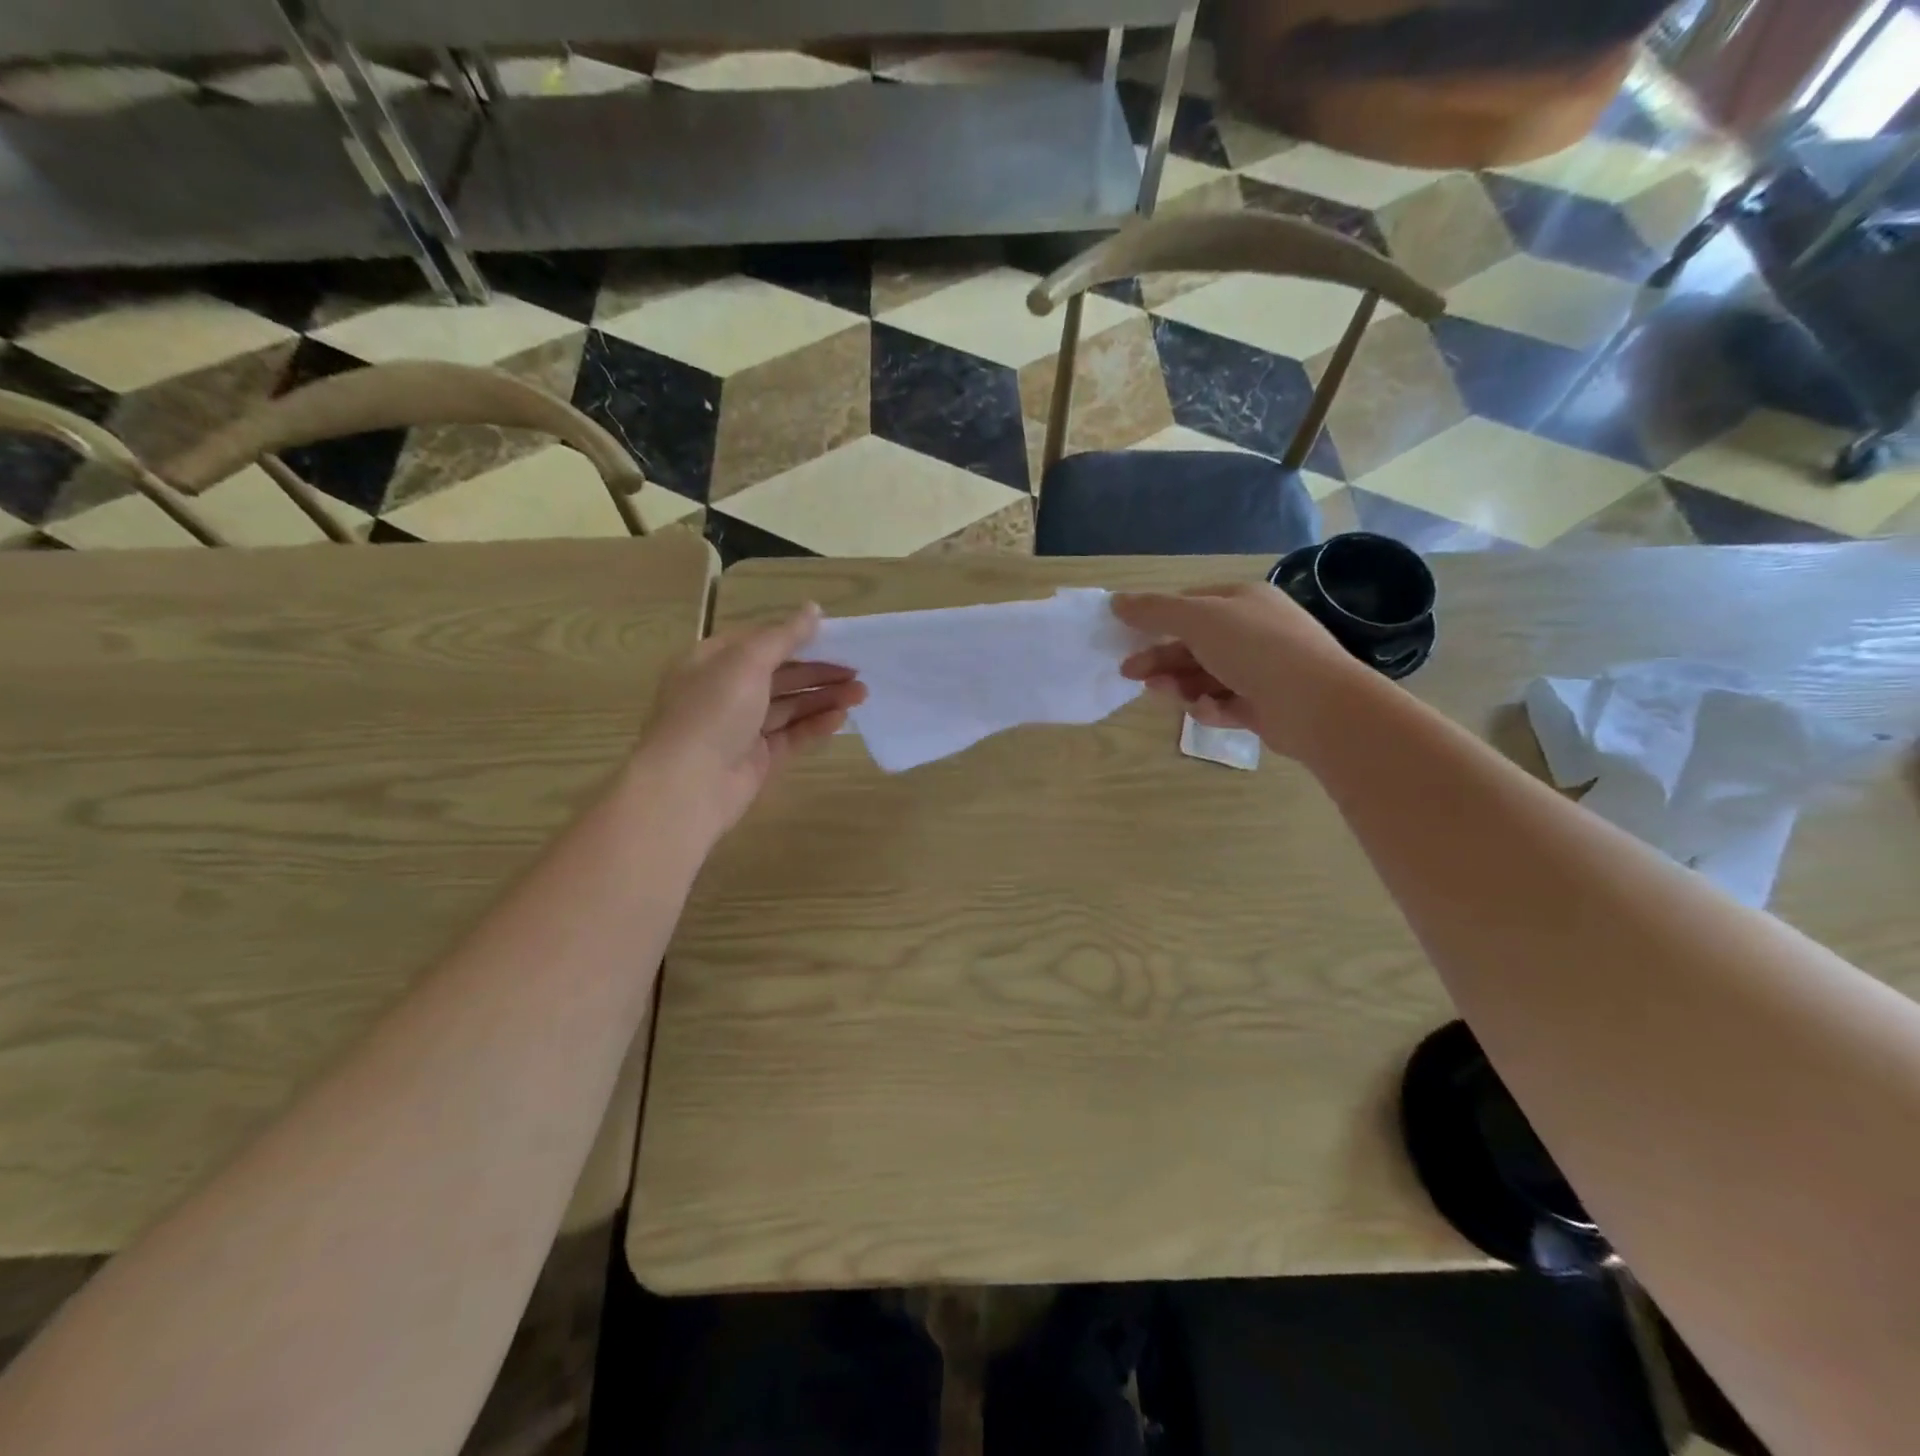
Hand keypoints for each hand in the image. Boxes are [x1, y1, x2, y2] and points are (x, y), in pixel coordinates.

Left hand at [636, 604, 864, 837]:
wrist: (689, 785)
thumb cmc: (713, 710)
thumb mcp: (747, 661)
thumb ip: (784, 636)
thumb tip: (814, 608)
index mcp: (712, 661)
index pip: (760, 641)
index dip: (796, 637)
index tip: (834, 637)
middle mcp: (725, 691)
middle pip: (779, 674)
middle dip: (818, 670)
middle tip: (858, 669)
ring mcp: (742, 727)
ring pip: (790, 705)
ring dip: (824, 697)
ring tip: (861, 693)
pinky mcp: (758, 758)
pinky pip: (792, 735)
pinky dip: (816, 725)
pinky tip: (842, 717)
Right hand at [1113, 583, 1369, 758]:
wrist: (1315, 703)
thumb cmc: (1255, 649)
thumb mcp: (1198, 620)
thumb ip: (1155, 611)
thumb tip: (1116, 601)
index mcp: (1243, 600)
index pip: (1191, 604)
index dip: (1157, 619)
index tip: (1127, 637)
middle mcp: (1254, 631)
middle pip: (1194, 643)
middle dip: (1161, 658)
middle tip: (1129, 673)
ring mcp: (1262, 669)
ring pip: (1206, 675)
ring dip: (1180, 683)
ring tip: (1162, 693)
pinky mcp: (1264, 705)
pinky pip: (1225, 702)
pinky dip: (1210, 707)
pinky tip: (1205, 710)